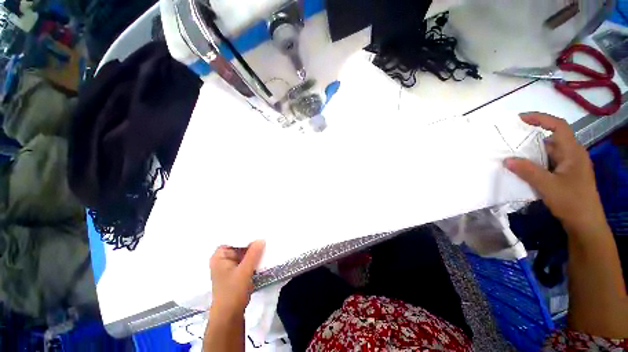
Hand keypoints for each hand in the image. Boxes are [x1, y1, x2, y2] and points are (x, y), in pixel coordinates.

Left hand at [209, 240, 264, 317]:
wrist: (230, 316)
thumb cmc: (232, 292)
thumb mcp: (244, 271)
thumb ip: (253, 253)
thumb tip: (261, 238)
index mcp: (219, 256)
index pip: (233, 238)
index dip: (246, 234)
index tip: (258, 228)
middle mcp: (223, 259)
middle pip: (239, 245)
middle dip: (252, 242)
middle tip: (265, 233)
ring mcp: (230, 266)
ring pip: (244, 253)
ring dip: (254, 250)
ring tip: (266, 241)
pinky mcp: (237, 272)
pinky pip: (246, 260)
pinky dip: (254, 258)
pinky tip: (263, 253)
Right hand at [505, 113, 606, 234]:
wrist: (585, 224)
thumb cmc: (572, 202)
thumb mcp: (548, 186)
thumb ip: (528, 171)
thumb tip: (506, 159)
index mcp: (573, 152)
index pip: (559, 127)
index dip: (541, 119)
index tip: (520, 118)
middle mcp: (572, 155)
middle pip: (551, 139)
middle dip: (531, 138)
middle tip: (510, 140)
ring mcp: (569, 166)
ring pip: (548, 153)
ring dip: (531, 153)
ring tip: (511, 154)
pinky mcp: (564, 175)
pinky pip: (547, 164)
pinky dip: (534, 163)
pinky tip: (522, 169)